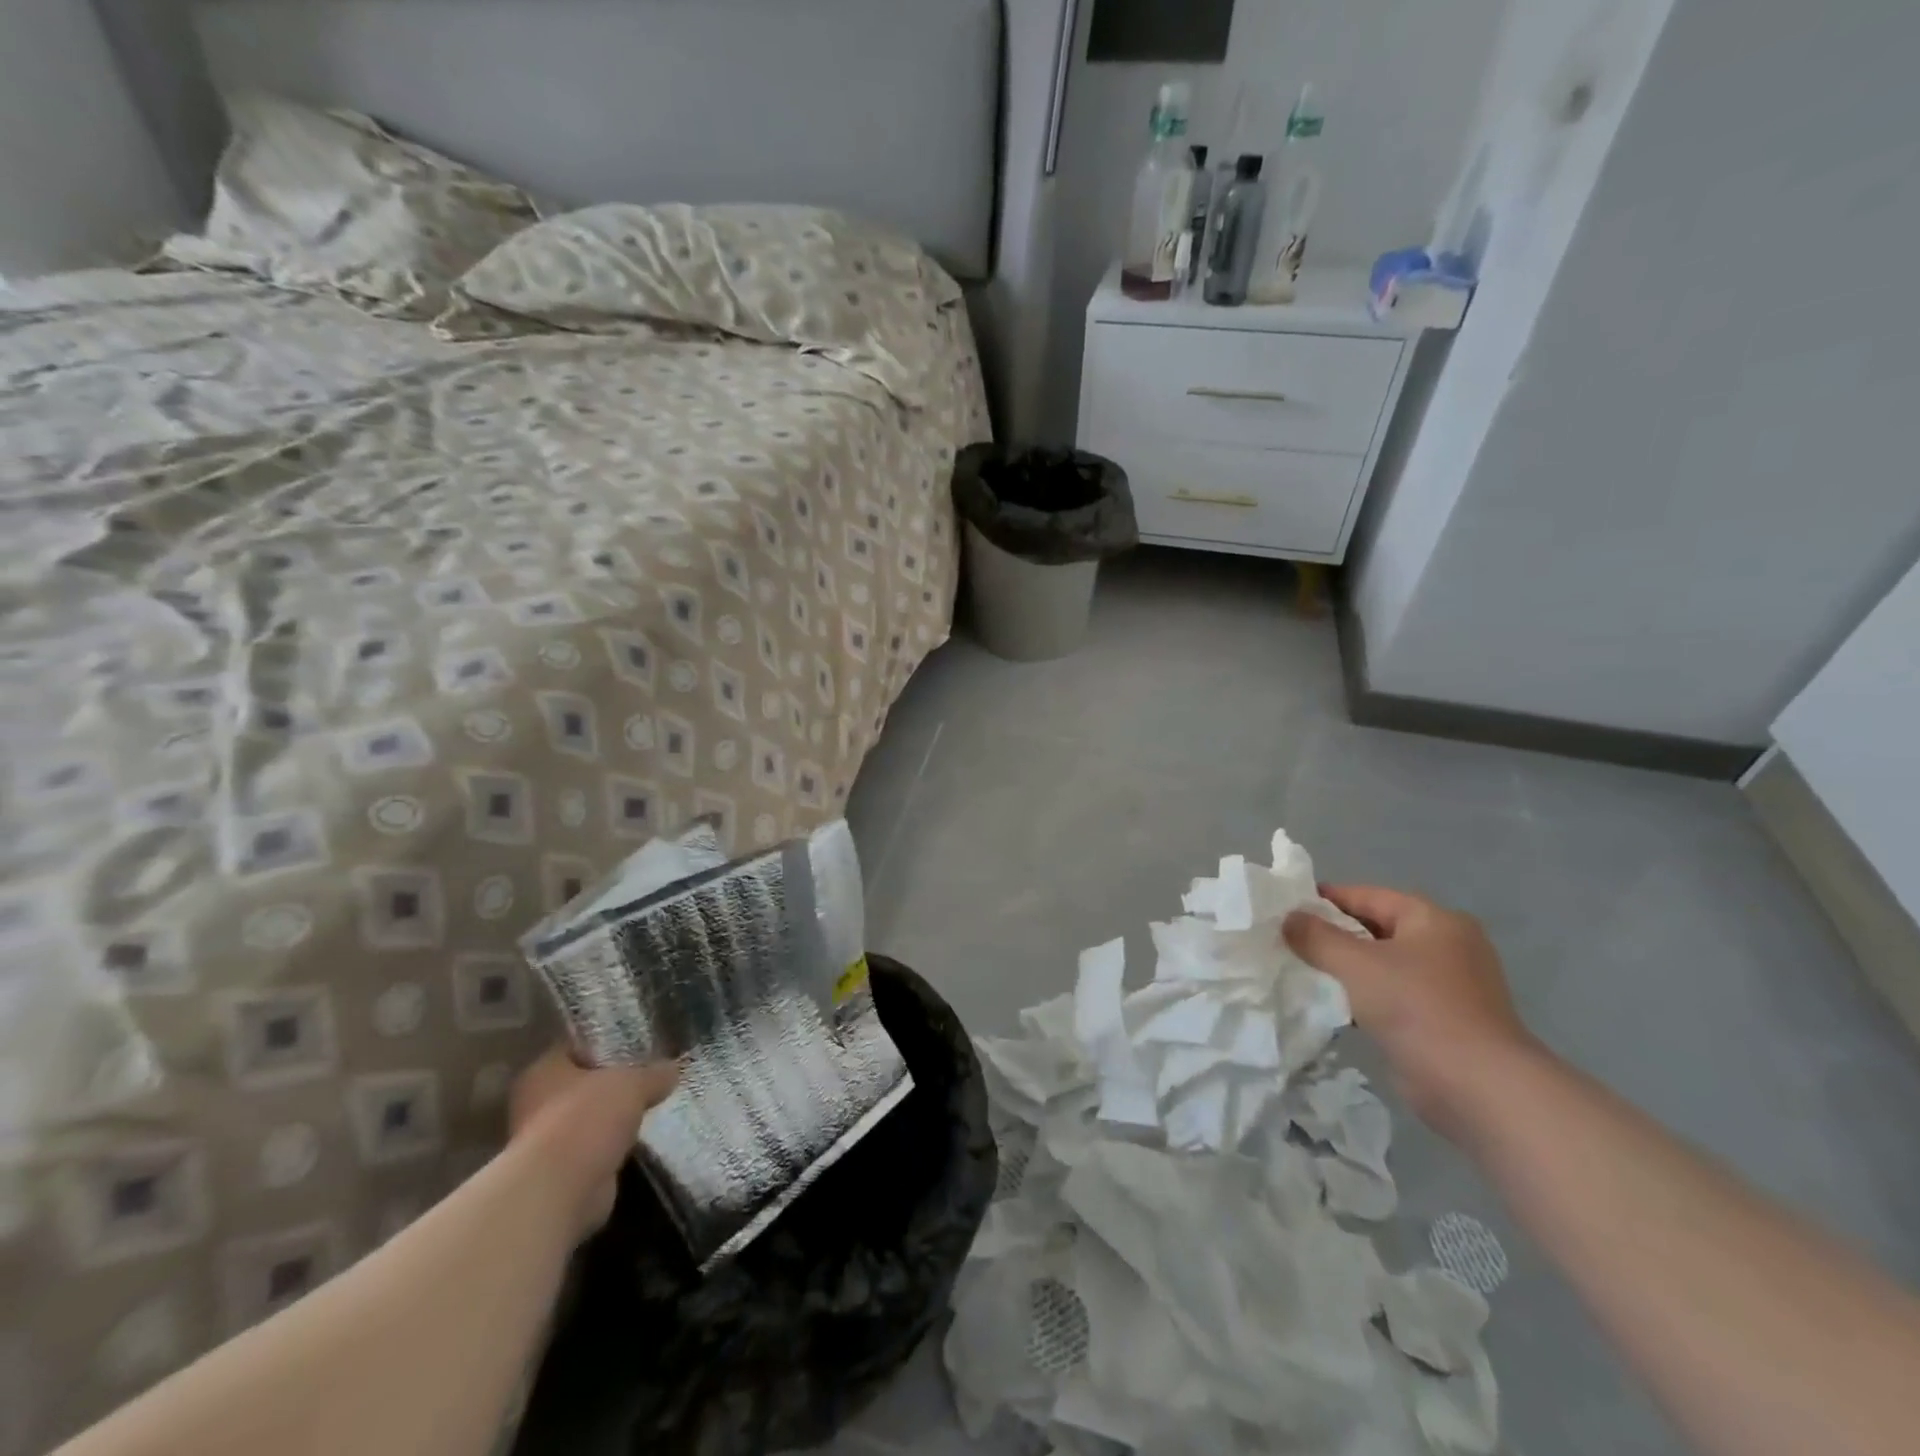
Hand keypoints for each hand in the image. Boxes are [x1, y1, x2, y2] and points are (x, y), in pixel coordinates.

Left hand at [508, 1047, 679, 1240]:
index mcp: (542, 1071)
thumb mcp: (633, 1083)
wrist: (561, 1189)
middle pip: (581, 1084)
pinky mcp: (560, 1173)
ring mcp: (544, 1141)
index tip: (636, 1044)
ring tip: (650, 1106)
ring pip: (587, 1119)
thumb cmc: (587, 1117)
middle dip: (611, 1084)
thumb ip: (654, 1074)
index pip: (575, 1047)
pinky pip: (593, 1149)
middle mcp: (535, 1103)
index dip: (606, 1044)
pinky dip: (611, 1147)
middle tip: (648, 1075)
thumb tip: (674, 1069)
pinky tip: (639, 1139)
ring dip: (612, 1119)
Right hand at [1283, 885, 1542, 1142]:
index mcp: (1434, 920)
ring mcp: (1449, 986)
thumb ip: (1316, 937)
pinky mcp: (1444, 1022)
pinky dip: (1364, 997)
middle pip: (1376, 929)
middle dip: (1333, 935)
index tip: (1287, 908)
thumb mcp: (1356, 964)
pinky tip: (1332, 1005)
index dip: (1326, 899)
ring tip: (1302, 971)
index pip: (1369, 896)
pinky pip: (1393, 996)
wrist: (1478, 1087)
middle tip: (1289, 941)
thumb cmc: (1418, 1008)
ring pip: (1383, 965)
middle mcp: (1447, 946)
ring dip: (1346, 969)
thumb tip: (1289, 918)